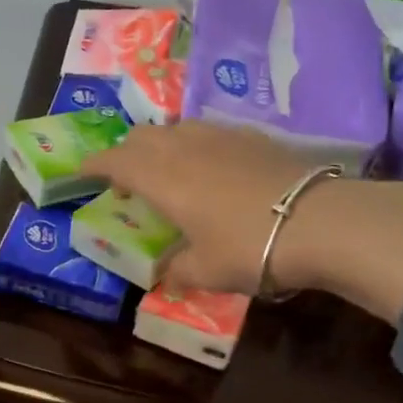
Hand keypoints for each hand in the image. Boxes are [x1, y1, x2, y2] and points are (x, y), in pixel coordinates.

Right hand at [83, 122, 319, 294]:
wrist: (319, 222)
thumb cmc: (247, 247)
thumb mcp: (204, 271)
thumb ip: (178, 271)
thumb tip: (167, 274)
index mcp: (162, 178)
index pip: (117, 161)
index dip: (96, 165)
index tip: (83, 172)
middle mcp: (185, 148)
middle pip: (143, 136)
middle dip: (126, 153)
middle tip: (125, 178)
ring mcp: (221, 136)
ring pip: (176, 128)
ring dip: (161, 145)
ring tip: (166, 170)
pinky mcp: (253, 137)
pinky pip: (208, 132)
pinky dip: (194, 144)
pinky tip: (208, 166)